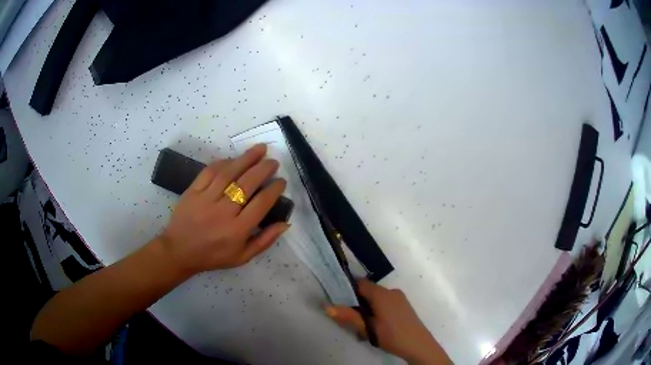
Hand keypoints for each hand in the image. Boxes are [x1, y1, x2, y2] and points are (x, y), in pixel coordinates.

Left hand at [159, 144, 288, 274]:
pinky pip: (209, 172)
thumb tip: (285, 223)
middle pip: (246, 184)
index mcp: (237, 230)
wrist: (179, 251)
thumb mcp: (242, 257)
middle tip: (273, 161)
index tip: (281, 181)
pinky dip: (222, 163)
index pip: (261, 204)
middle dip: (263, 169)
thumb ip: (265, 241)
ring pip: (228, 174)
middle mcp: (223, 212)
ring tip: (259, 149)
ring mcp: (206, 199)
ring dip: (246, 159)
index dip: (274, 189)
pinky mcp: (192, 191)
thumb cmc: (213, 256)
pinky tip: (233, 158)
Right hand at [325, 280, 451, 364]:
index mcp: (381, 294)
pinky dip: (377, 309)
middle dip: (357, 302)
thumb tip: (326, 306)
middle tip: (351, 319)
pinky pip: (386, 302)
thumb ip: (348, 317)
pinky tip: (377, 325)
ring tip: (364, 326)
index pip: (360, 283)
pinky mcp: (404, 305)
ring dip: (367, 307)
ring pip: (377, 298)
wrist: (418, 345)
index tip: (338, 299)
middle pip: (368, 291)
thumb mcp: (367, 328)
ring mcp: (399, 298)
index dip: (347, 289)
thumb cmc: (391, 336)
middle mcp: (391, 291)